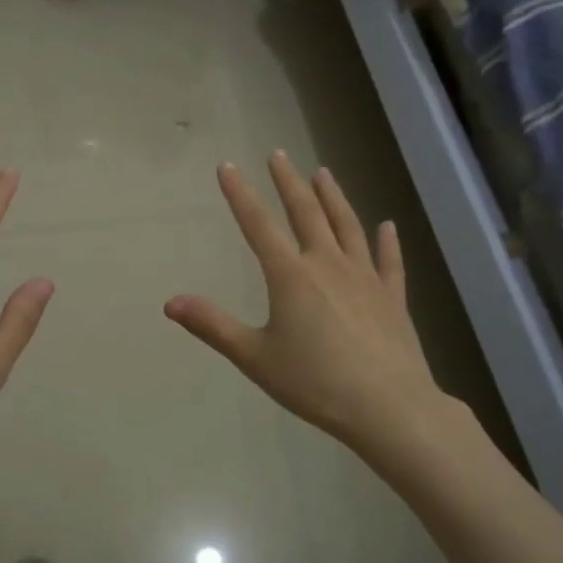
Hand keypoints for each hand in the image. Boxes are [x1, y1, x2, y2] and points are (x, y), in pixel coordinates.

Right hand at [165, 152, 457, 463]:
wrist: (388, 407)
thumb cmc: (314, 382)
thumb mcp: (254, 357)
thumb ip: (213, 326)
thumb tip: (170, 302)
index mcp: (290, 276)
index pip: (258, 225)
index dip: (240, 195)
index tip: (227, 167)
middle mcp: (327, 265)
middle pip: (306, 213)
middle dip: (288, 182)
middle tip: (278, 154)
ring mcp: (365, 278)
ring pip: (347, 227)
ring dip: (333, 197)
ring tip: (323, 173)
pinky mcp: (392, 297)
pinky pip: (389, 261)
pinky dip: (387, 241)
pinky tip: (387, 225)